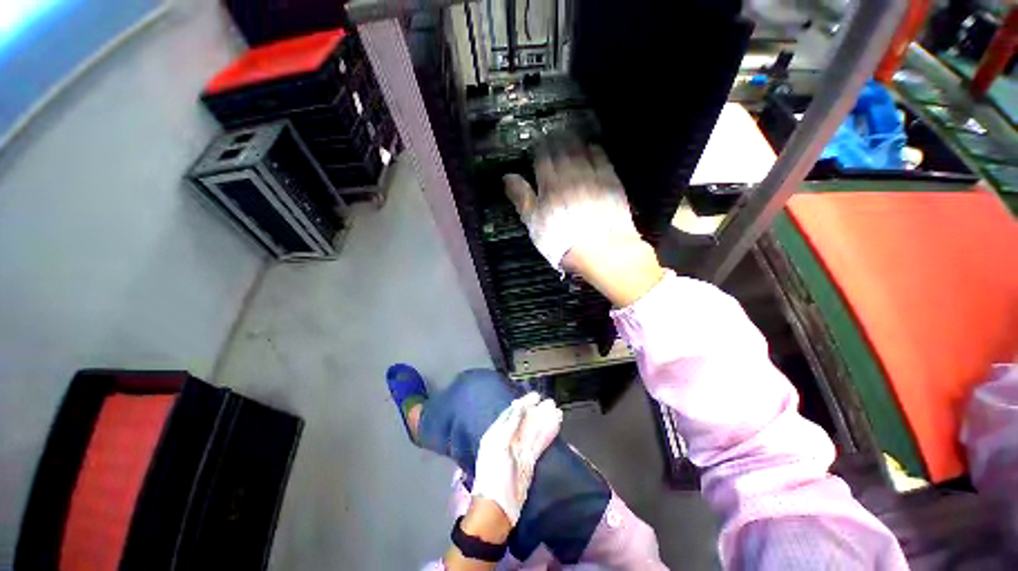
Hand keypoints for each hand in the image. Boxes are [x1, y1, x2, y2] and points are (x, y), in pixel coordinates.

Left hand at [471, 392, 562, 524]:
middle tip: (551, 402)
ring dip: (545, 421)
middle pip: (525, 421)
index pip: (512, 413)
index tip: (536, 396)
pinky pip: (540, 443)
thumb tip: (519, 406)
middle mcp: (509, 439)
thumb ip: (509, 425)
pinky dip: (548, 433)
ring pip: (535, 431)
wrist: (497, 509)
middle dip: (537, 411)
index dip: (524, 403)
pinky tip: (556, 424)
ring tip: (557, 410)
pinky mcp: (530, 462)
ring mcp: (520, 451)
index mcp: (497, 434)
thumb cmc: (493, 475)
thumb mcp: (498, 446)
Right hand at [503, 141, 640, 270]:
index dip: (539, 149)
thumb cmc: (562, 241)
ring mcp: (592, 176)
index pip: (543, 158)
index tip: (538, 145)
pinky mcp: (610, 181)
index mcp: (549, 185)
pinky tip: (592, 148)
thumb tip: (507, 177)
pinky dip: (595, 150)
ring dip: (574, 141)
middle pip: (562, 150)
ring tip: (570, 136)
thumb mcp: (534, 224)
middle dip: (556, 140)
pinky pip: (602, 158)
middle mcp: (570, 174)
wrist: (600, 250)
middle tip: (553, 135)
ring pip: (581, 150)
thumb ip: (522, 198)